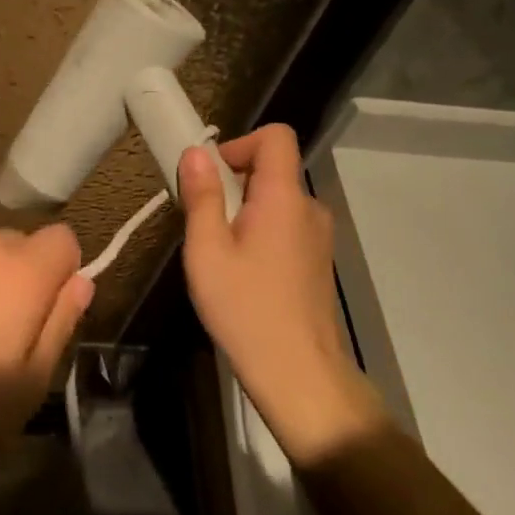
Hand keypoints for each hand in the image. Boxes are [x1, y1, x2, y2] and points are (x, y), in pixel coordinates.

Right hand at [179, 125, 384, 464]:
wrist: (302, 379)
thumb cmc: (246, 310)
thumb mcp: (207, 252)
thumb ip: (202, 196)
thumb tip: (196, 152)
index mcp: (284, 197)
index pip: (276, 136)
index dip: (240, 144)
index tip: (211, 177)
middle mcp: (309, 208)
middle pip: (271, 169)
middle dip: (233, 183)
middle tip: (204, 223)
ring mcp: (318, 237)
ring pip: (277, 200)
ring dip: (245, 211)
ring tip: (220, 254)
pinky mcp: (318, 262)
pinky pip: (286, 226)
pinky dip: (261, 233)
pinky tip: (243, 276)